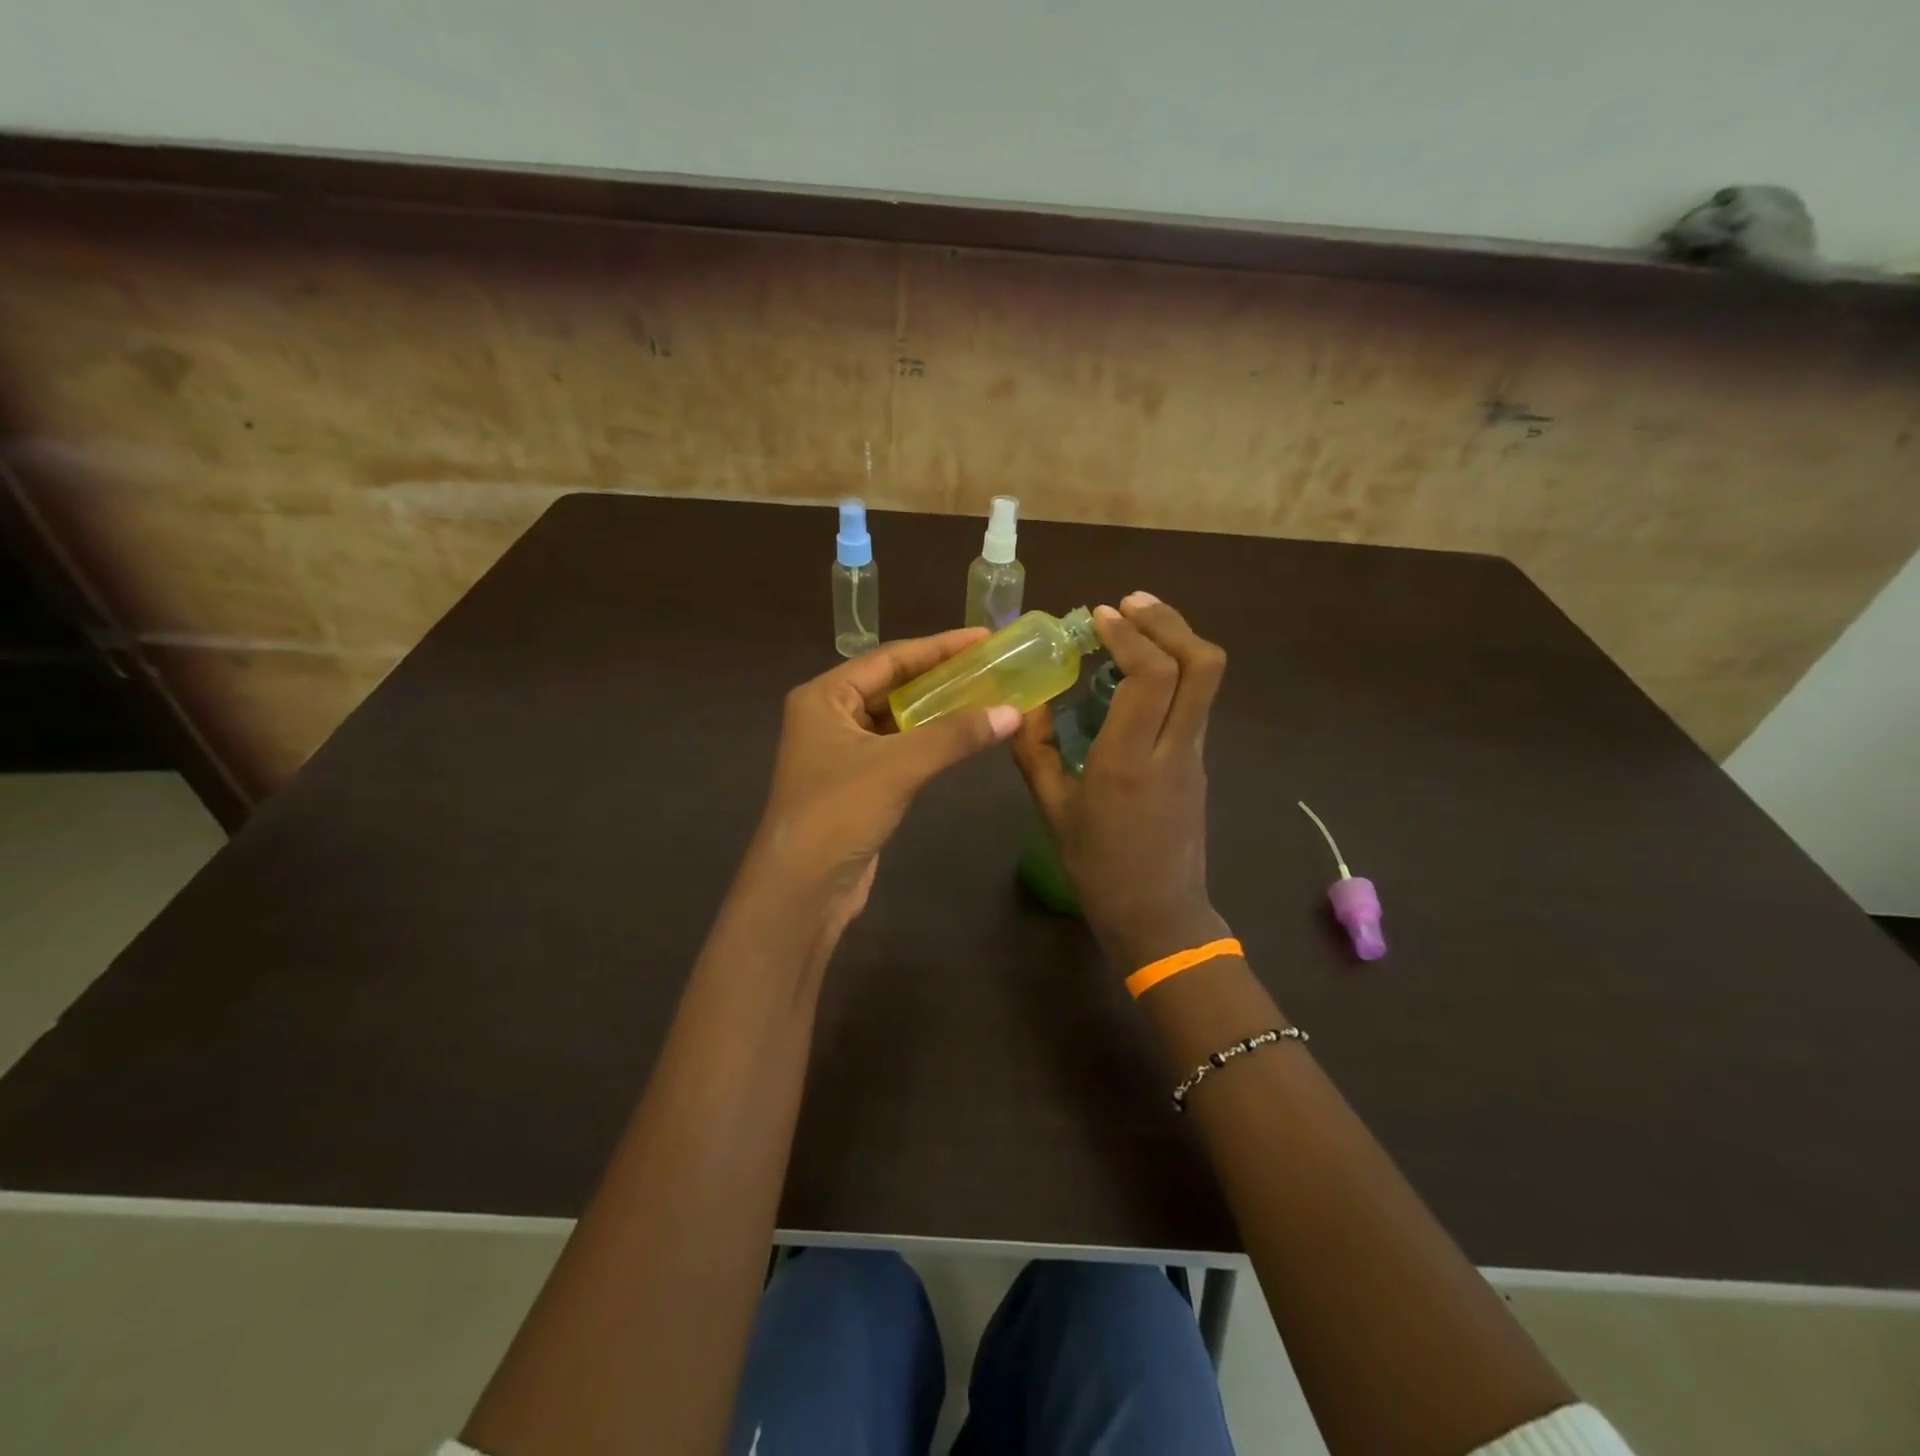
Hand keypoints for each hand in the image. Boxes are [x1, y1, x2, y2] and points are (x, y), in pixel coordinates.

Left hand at [749, 628, 1021, 921]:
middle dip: (941, 676)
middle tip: (991, 665)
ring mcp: (841, 751)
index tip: (984, 638)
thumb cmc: (839, 811)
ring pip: (897, 719)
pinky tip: (962, 736)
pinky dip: (929, 741)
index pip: (889, 658)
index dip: (939, 646)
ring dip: (937, 710)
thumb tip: (1013, 713)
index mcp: (825, 696)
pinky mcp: (857, 782)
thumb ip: (955, 736)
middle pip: (893, 685)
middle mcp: (829, 716)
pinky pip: (899, 748)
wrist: (803, 888)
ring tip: (986, 695)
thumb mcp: (899, 766)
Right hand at [1011, 593, 1229, 970]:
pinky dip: (1174, 670)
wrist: (1158, 915)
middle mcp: (1171, 749)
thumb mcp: (1052, 809)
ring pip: (1206, 680)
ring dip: (1176, 640)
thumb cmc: (1098, 868)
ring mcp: (1193, 755)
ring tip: (1136, 625)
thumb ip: (1034, 752)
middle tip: (1130, 604)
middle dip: (1169, 621)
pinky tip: (1140, 673)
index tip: (1100, 615)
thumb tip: (1024, 704)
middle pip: (1201, 664)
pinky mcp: (1198, 763)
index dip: (1130, 635)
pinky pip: (1194, 701)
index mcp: (1128, 761)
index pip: (1151, 676)